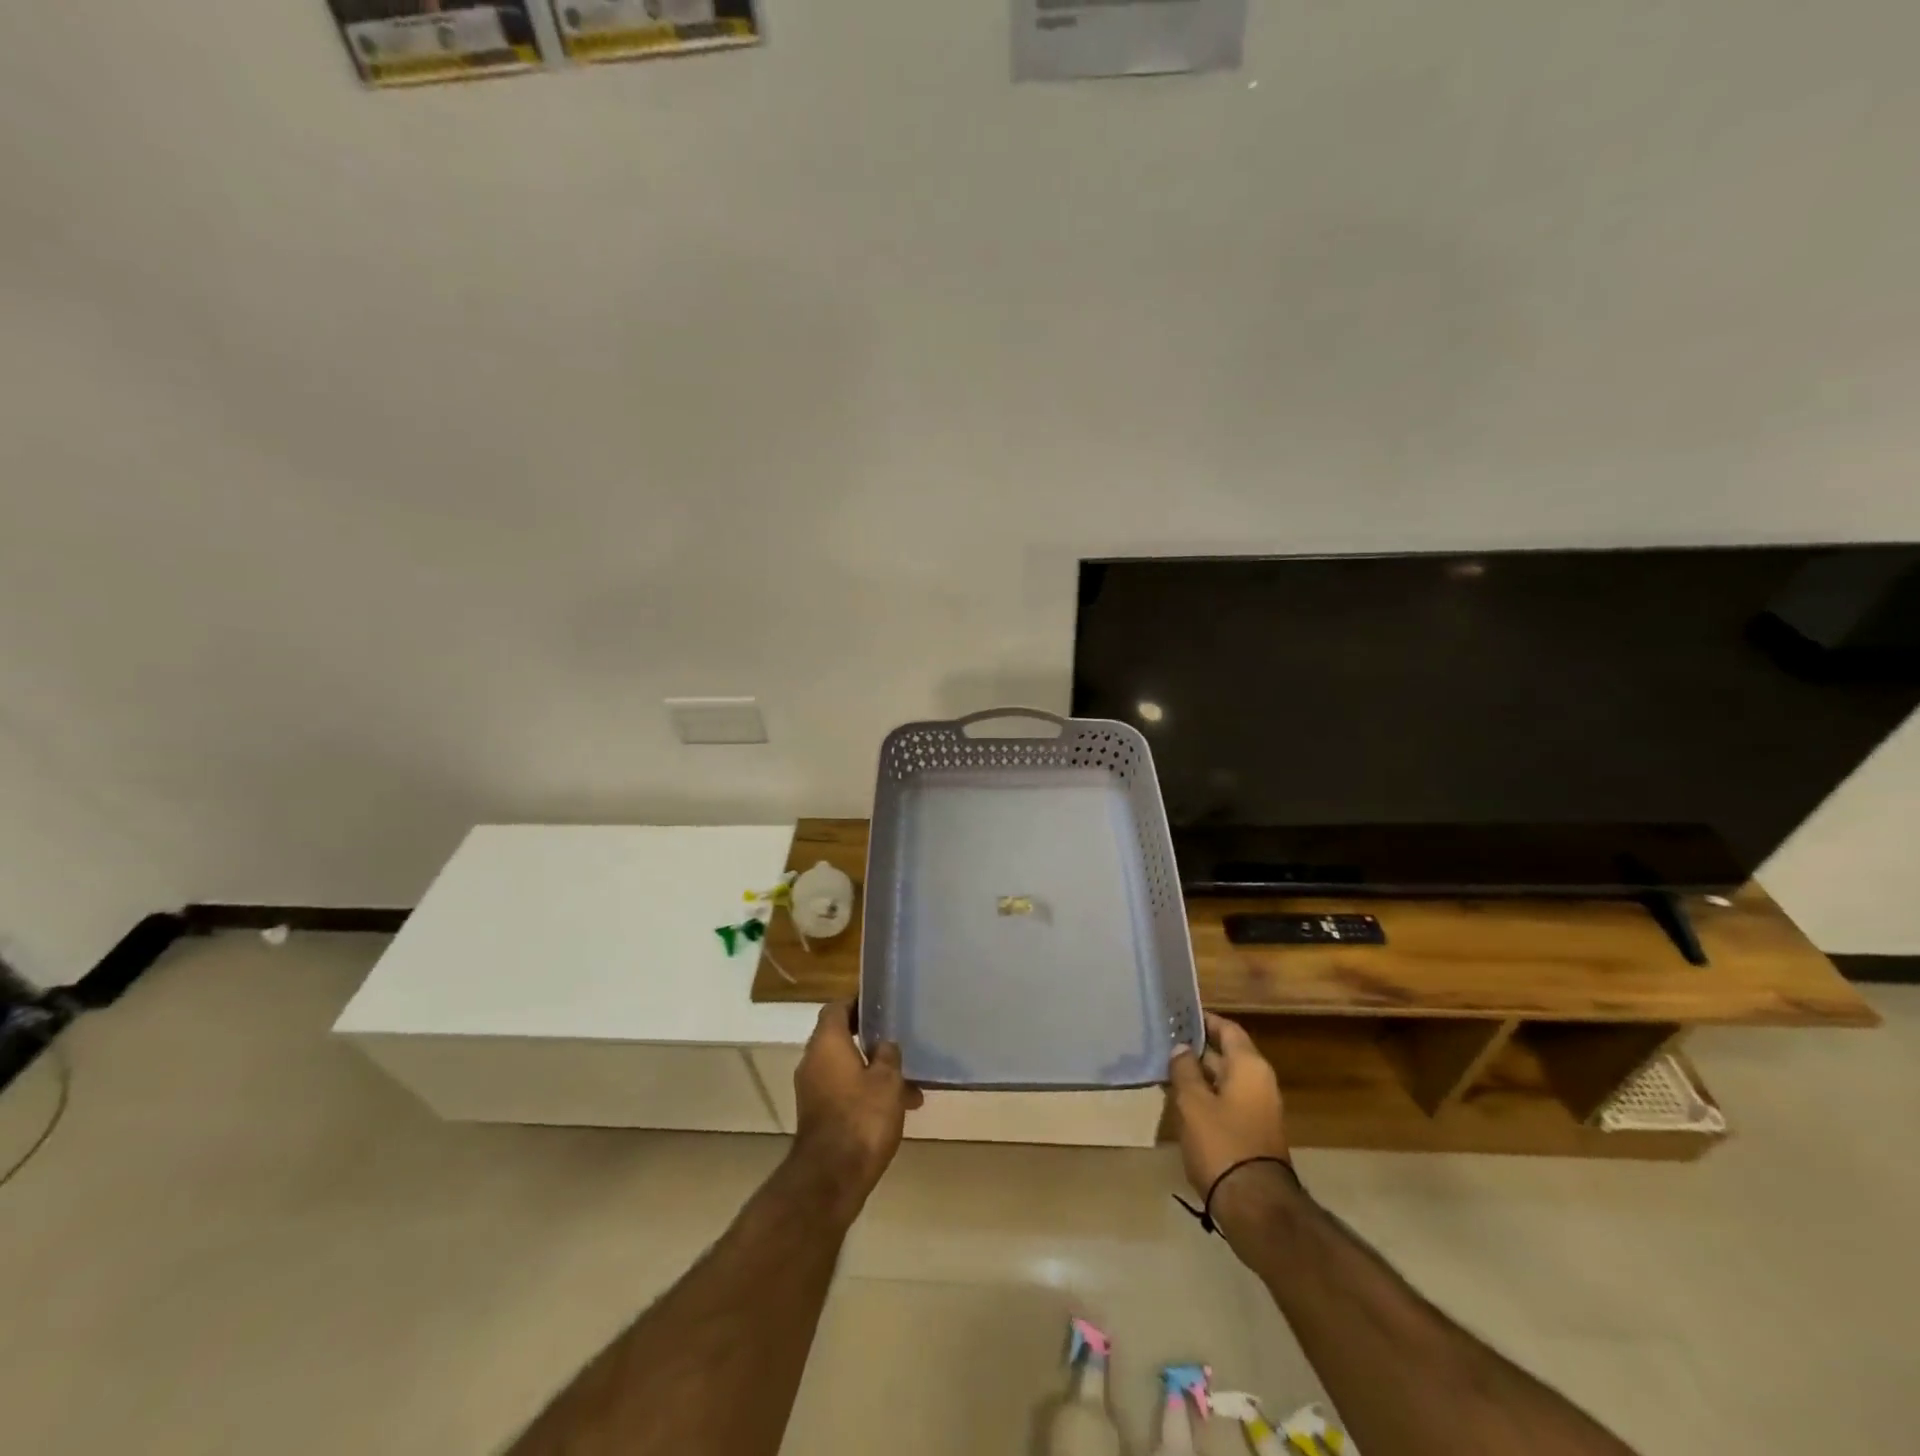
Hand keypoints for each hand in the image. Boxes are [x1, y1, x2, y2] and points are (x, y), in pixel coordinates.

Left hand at [791, 1002, 922, 1213]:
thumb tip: (884, 1045)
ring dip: (872, 1073)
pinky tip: (893, 1109)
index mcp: (826, 1043)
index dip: (857, 1003)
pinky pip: (842, 1091)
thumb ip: (888, 1055)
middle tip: (898, 1044)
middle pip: (840, 1039)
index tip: (880, 1005)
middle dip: (870, 1042)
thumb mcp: (888, 1080)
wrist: (832, 1177)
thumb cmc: (862, 1117)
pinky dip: (863, 1093)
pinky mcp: (816, 1115)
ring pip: (845, 1069)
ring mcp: (811, 1090)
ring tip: (908, 1087)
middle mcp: (812, 1061)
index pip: (836, 1008)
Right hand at [1168, 1012, 1288, 1196]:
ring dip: (1199, 1076)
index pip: (1227, 1029)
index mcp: (1249, 1067)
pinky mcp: (1253, 1133)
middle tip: (1164, 1044)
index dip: (1204, 1020)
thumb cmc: (1222, 1143)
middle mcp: (1259, 1082)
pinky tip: (1180, 1102)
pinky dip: (1207, 1097)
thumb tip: (1181, 1048)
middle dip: (1196, 1050)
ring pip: (1225, 1081)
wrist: (1255, 1205)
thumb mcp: (1193, 1103)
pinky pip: (1228, 1102)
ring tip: (1165, 1070)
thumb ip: (1184, 1070)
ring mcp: (1259, 1109)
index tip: (1178, 1016)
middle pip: (1226, 1054)